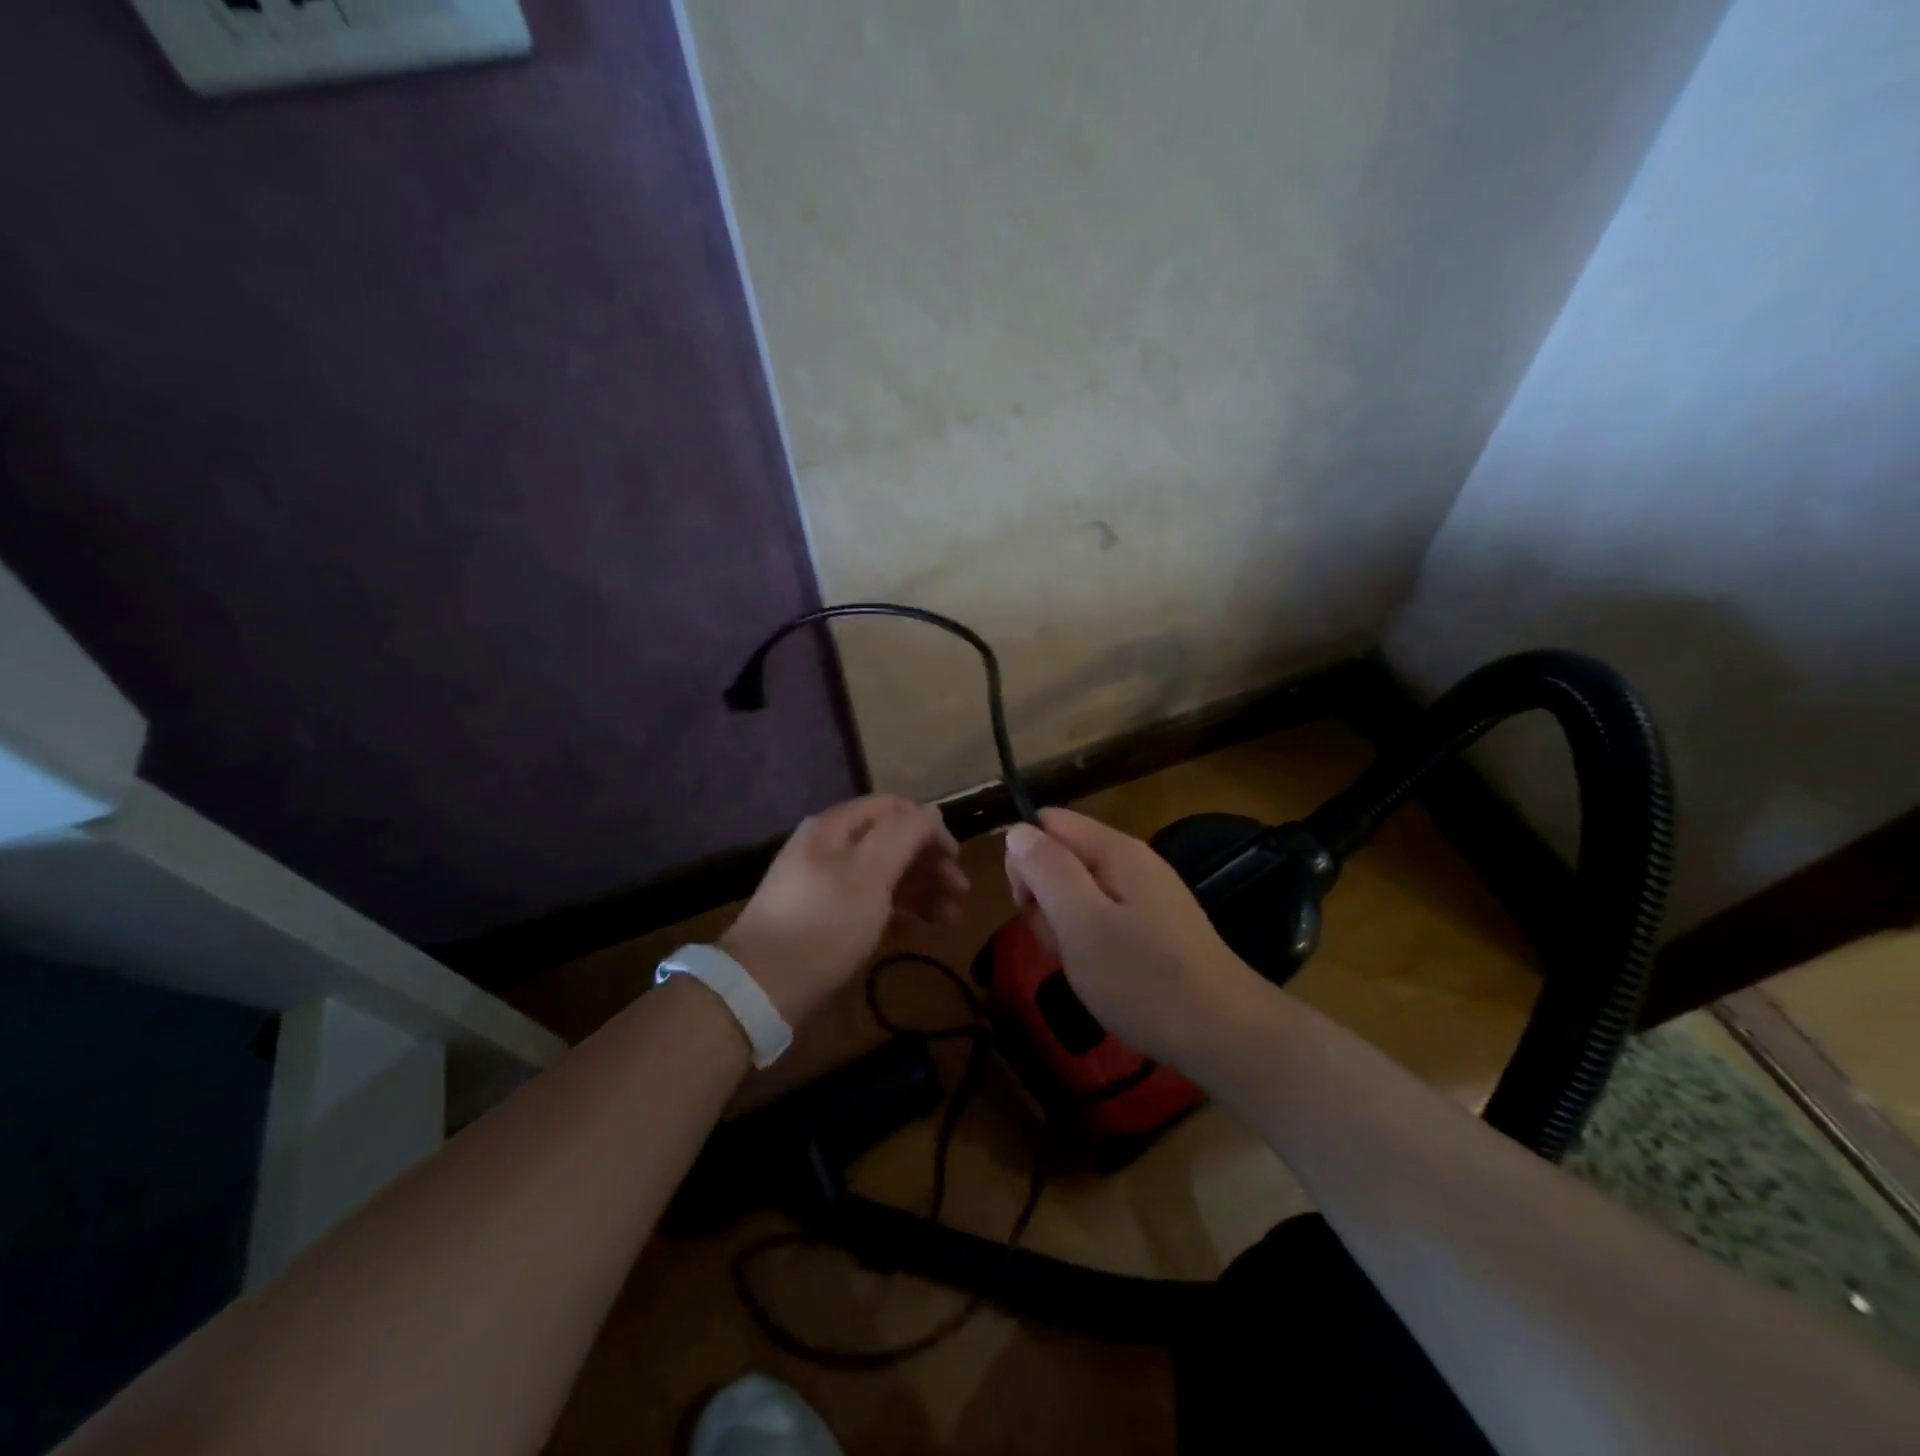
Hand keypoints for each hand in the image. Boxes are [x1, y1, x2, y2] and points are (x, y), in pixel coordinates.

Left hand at [721, 796, 967, 1026]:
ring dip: (922, 890)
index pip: (893, 808)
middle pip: (891, 842)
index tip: (956, 856)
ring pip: (886, 875)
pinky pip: (873, 903)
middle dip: (930, 863)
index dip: (928, 826)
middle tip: (961, 893)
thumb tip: (930, 812)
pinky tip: (922, 929)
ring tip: (951, 919)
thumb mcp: (869, 873)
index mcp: (835, 828)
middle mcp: (831, 849)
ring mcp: (828, 885)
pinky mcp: (828, 919)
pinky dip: (901, 911)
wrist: (763, 987)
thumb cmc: (824, 923)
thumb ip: (903, 835)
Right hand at [1003, 808, 1257, 1066]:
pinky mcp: (1154, 926)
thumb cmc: (1144, 980)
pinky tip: (1100, 973)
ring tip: (1080, 964)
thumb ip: (1047, 870)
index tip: (1026, 905)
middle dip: (1044, 896)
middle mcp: (1132, 862)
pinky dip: (1089, 941)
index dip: (1025, 858)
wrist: (1225, 1036)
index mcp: (1115, 850)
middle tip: (1059, 942)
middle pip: (1063, 856)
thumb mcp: (1082, 923)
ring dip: (1064, 924)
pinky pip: (1103, 916)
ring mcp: (1146, 894)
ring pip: (1079, 891)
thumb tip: (1017, 830)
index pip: (1048, 822)